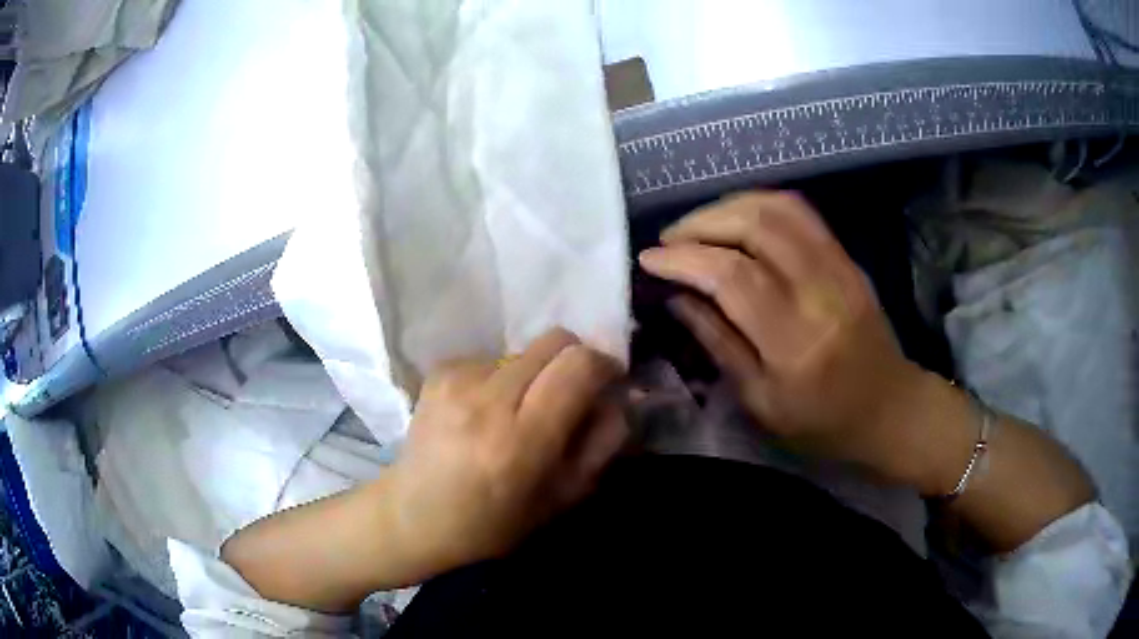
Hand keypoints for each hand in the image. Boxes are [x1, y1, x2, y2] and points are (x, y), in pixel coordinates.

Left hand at [388, 328, 626, 577]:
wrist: (413, 517)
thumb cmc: (493, 524)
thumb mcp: (563, 499)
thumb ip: (601, 445)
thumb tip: (617, 399)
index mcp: (522, 439)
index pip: (578, 365)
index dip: (603, 365)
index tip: (608, 383)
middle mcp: (488, 398)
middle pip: (554, 340)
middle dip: (574, 361)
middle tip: (569, 395)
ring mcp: (457, 379)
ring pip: (524, 351)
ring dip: (535, 374)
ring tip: (518, 414)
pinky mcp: (438, 372)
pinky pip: (492, 359)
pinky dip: (501, 380)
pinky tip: (484, 413)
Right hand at [638, 191, 924, 479]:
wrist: (891, 409)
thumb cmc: (823, 423)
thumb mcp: (762, 403)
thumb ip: (719, 344)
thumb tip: (677, 297)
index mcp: (795, 343)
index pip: (732, 277)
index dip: (684, 259)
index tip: (649, 259)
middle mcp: (821, 293)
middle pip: (756, 226)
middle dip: (701, 223)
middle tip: (670, 240)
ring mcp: (840, 268)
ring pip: (779, 208)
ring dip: (728, 206)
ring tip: (698, 227)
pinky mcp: (848, 258)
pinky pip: (801, 213)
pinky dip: (759, 205)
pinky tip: (736, 221)